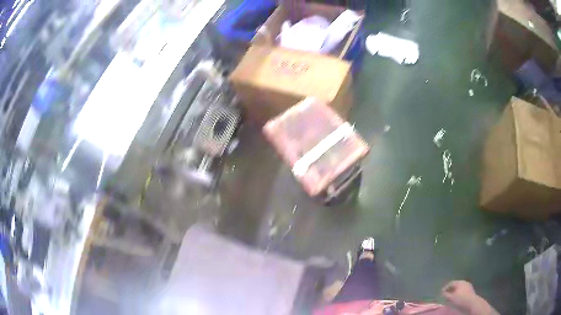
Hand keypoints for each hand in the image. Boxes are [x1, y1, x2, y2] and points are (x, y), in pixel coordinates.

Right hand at [442, 280, 477, 309]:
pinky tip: (457, 297)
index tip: (441, 293)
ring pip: (459, 288)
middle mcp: (464, 281)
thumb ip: (446, 295)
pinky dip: (458, 293)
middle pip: (455, 285)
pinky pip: (462, 290)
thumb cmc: (461, 299)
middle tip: (445, 295)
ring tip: (450, 297)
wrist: (472, 302)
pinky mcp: (470, 289)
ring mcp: (468, 285)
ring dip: (454, 291)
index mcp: (459, 282)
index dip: (445, 287)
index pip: (450, 283)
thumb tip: (442, 292)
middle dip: (450, 289)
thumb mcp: (451, 298)